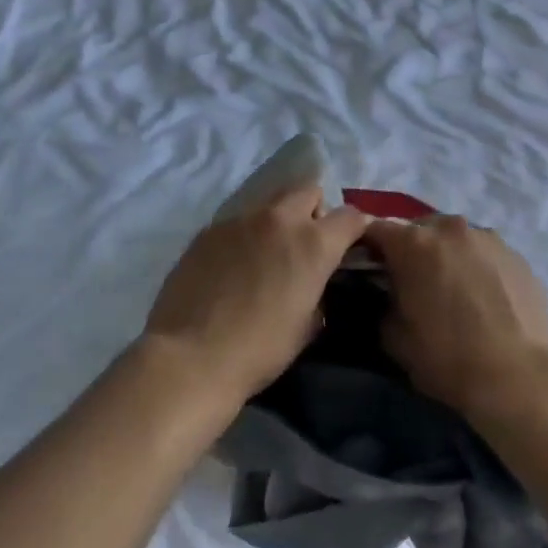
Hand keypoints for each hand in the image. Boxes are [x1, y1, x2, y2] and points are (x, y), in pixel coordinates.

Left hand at [143, 185, 369, 406]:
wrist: (192, 357)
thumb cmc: (260, 349)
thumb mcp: (307, 325)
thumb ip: (318, 291)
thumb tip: (314, 281)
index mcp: (313, 243)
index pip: (350, 216)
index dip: (356, 228)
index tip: (352, 244)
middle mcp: (279, 219)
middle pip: (308, 191)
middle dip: (314, 211)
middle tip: (306, 243)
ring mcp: (240, 219)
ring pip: (270, 203)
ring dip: (277, 222)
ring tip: (265, 255)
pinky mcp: (209, 229)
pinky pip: (238, 222)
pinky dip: (245, 237)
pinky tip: (233, 267)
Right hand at [366, 215, 547, 422]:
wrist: (522, 379)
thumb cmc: (449, 359)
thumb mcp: (395, 339)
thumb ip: (385, 304)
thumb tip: (391, 296)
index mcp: (414, 242)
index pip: (375, 229)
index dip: (366, 247)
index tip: (367, 269)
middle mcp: (450, 228)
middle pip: (418, 229)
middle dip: (411, 250)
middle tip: (412, 283)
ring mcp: (489, 238)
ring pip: (455, 239)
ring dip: (447, 256)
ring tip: (453, 291)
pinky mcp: (518, 255)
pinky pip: (485, 254)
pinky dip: (477, 268)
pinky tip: (484, 300)